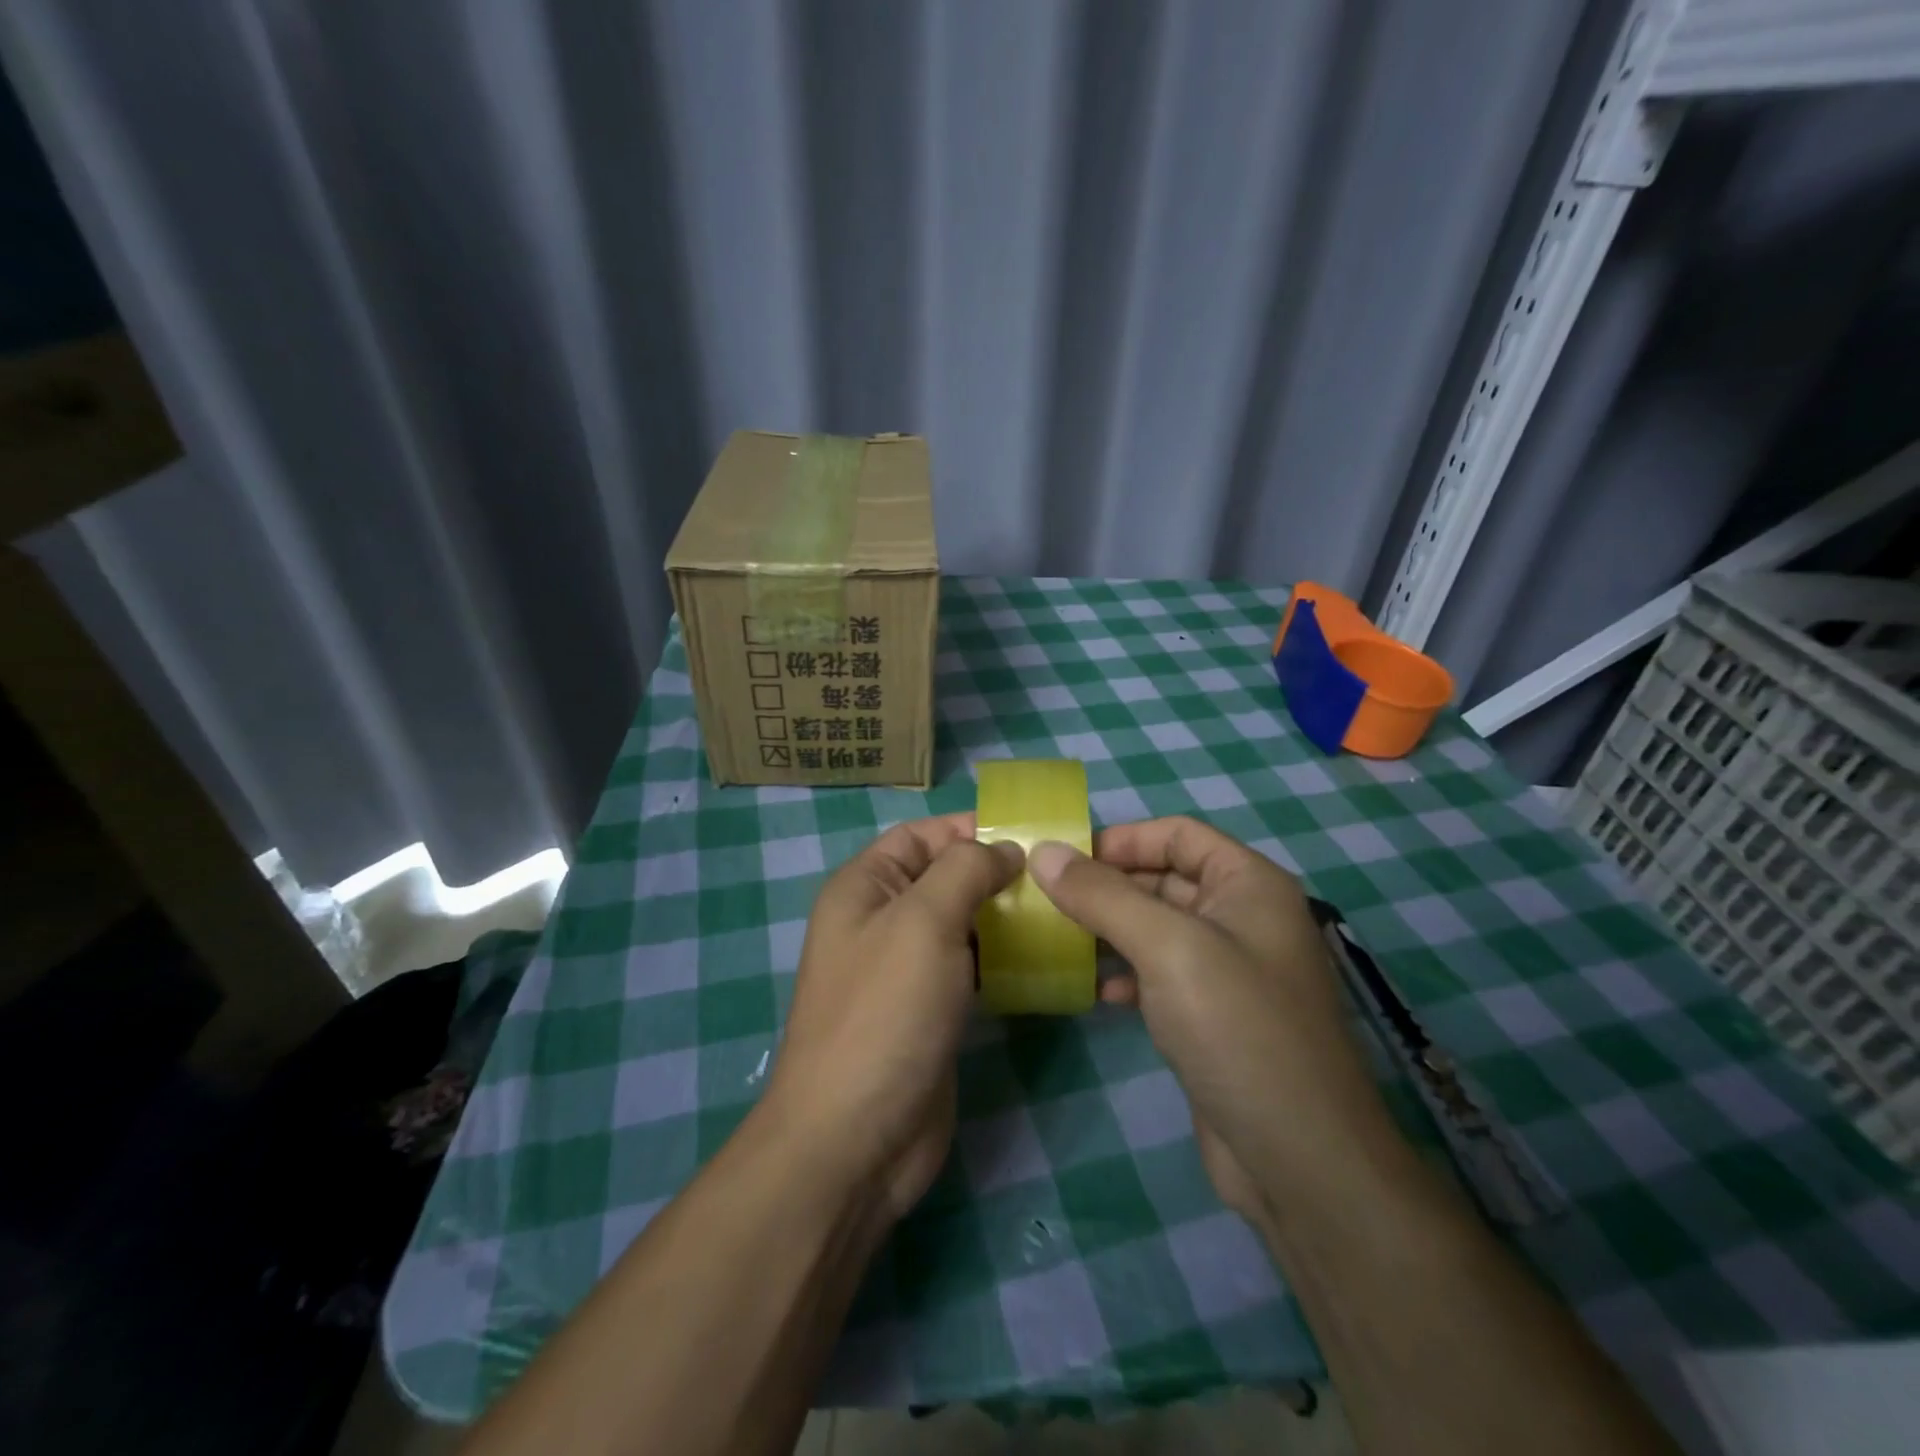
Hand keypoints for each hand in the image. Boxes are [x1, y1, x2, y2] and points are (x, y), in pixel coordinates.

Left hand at [765, 813, 1021, 1221]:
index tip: (1031, 835)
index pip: (920, 836)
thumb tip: (1005, 850)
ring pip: (962, 924)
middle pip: (944, 878)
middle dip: (996, 872)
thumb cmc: (885, 1012)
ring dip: (1005, 916)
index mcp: (864, 888)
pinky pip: (971, 968)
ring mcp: (906, 970)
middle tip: (1059, 876)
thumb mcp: (923, 921)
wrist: (856, 1138)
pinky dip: (1003, 959)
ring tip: (1062, 912)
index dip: (969, 829)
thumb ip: (965, 870)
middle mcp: (881, 921)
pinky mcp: (931, 1011)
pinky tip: (1044, 960)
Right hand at [1028, 817, 1387, 1223]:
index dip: (1121, 839)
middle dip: (1107, 886)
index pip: (1177, 833)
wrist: (1300, 1161)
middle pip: (1163, 878)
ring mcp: (1229, 969)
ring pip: (1156, 928)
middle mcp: (1243, 917)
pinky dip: (1126, 974)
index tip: (1063, 860)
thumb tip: (1043, 851)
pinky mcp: (1213, 1015)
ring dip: (1109, 930)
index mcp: (1248, 883)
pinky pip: (1160, 974)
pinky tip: (1096, 994)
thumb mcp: (1167, 948)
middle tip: (1045, 900)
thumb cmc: (1238, 1029)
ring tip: (1058, 941)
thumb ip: (1102, 895)